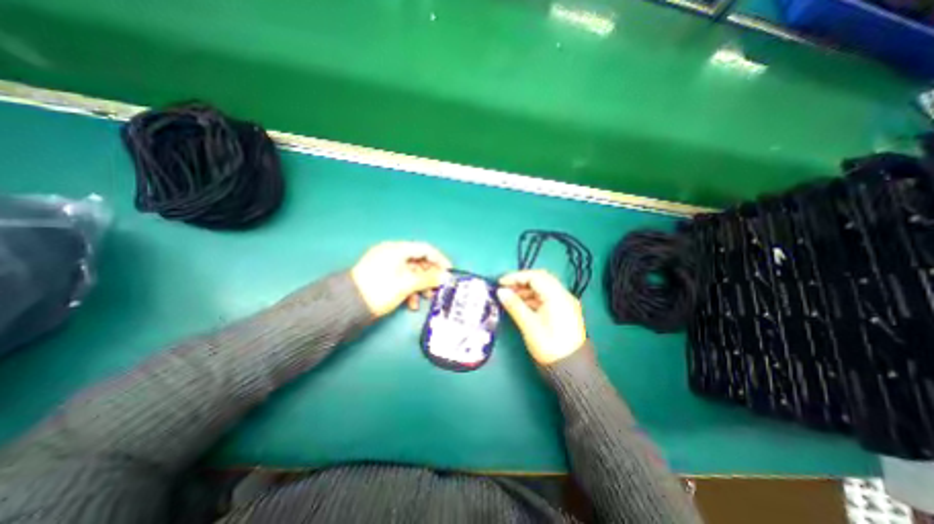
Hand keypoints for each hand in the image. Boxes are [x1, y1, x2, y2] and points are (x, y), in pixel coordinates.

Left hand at [349, 240, 452, 315]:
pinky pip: (402, 279)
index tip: (449, 271)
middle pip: (419, 261)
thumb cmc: (380, 289)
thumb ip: (428, 279)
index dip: (439, 259)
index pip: (425, 249)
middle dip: (430, 276)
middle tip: (438, 288)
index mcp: (397, 249)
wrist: (348, 306)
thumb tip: (445, 277)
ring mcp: (387, 265)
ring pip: (412, 272)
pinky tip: (411, 304)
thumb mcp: (407, 284)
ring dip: (421, 285)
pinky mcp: (383, 277)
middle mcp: (392, 254)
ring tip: (426, 298)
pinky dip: (410, 290)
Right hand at [496, 270, 580, 364]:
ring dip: (527, 290)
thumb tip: (500, 291)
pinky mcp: (564, 311)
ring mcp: (566, 303)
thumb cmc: (549, 345)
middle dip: (521, 281)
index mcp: (557, 296)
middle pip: (541, 279)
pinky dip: (534, 298)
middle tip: (506, 288)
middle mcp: (564, 295)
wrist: (571, 369)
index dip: (516, 277)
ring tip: (511, 298)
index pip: (535, 276)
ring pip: (544, 288)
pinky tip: (522, 305)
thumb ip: (514, 305)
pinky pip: (547, 298)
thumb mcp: (529, 325)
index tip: (500, 283)